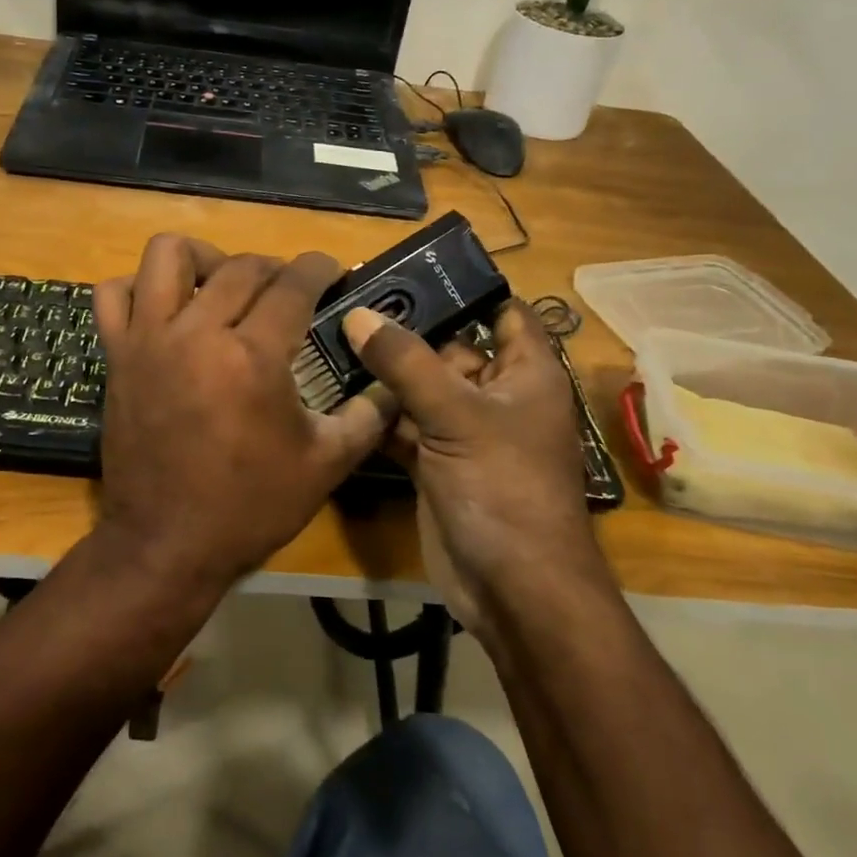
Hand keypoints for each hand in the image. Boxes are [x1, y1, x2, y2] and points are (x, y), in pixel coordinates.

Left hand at [90, 235, 389, 598]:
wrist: (166, 544)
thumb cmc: (249, 507)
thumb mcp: (325, 466)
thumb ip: (367, 416)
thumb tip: (393, 385)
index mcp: (253, 358)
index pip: (293, 285)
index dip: (319, 268)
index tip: (330, 269)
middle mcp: (198, 333)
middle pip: (241, 267)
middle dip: (275, 267)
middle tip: (289, 290)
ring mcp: (149, 340)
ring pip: (168, 256)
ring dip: (204, 257)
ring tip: (222, 282)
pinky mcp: (118, 356)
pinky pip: (113, 294)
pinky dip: (137, 287)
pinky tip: (164, 306)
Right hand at [341, 300, 604, 634]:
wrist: (511, 587)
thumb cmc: (503, 487)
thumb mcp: (457, 415)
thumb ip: (406, 362)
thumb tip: (358, 314)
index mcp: (525, 373)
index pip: (503, 312)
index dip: (467, 289)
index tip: (411, 269)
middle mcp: (495, 395)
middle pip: (450, 347)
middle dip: (406, 327)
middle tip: (349, 298)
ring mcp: (463, 431)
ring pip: (421, 387)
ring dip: (384, 370)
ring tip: (331, 334)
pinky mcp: (435, 462)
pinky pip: (404, 425)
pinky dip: (376, 413)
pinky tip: (335, 389)